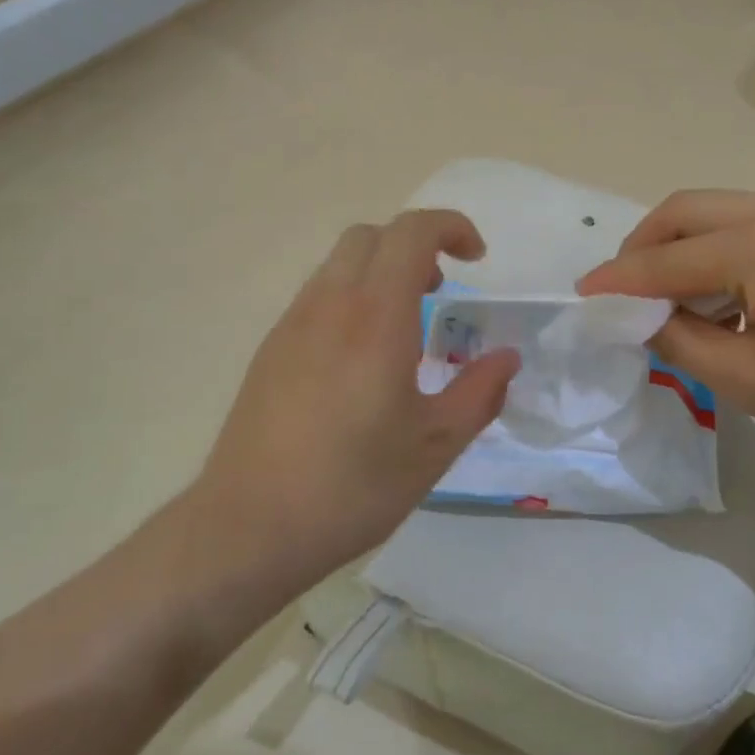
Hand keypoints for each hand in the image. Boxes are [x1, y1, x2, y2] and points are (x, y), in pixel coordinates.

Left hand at [191, 210, 519, 588]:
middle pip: (372, 236)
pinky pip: (318, 296)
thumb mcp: (434, 446)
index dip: (451, 226)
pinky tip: (361, 359)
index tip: (477, 258)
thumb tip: (506, 358)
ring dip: (381, 270)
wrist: (248, 527)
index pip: (412, 232)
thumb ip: (479, 393)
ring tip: (405, 327)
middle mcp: (329, 305)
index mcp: (375, 317)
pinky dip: (352, 297)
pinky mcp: (270, 349)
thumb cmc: (352, 486)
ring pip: (340, 263)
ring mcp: (292, 324)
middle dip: (415, 245)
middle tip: (441, 290)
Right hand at [576, 190, 754, 468]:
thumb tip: (640, 318)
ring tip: (666, 299)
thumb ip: (681, 342)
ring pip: (716, 212)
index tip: (582, 296)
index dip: (619, 280)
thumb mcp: (754, 383)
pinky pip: (748, 223)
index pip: (666, 259)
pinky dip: (716, 250)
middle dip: (642, 247)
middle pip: (685, 211)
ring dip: (679, 248)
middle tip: (622, 292)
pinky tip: (719, 295)